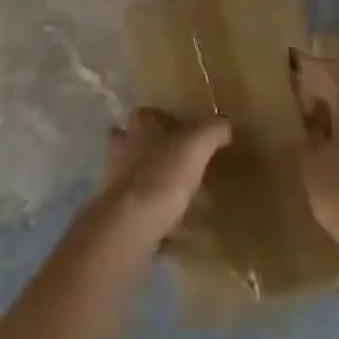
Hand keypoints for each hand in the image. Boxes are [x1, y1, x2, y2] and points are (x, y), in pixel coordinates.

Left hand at [101, 108, 231, 242]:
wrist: (131, 223)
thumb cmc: (164, 173)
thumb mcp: (198, 143)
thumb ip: (213, 130)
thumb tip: (224, 128)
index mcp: (139, 126)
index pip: (148, 113)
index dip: (164, 120)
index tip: (184, 132)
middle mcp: (122, 148)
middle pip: (134, 142)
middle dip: (152, 150)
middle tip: (179, 162)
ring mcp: (115, 181)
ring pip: (134, 174)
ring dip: (151, 181)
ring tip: (180, 196)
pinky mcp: (118, 211)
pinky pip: (138, 208)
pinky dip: (152, 212)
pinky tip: (173, 225)